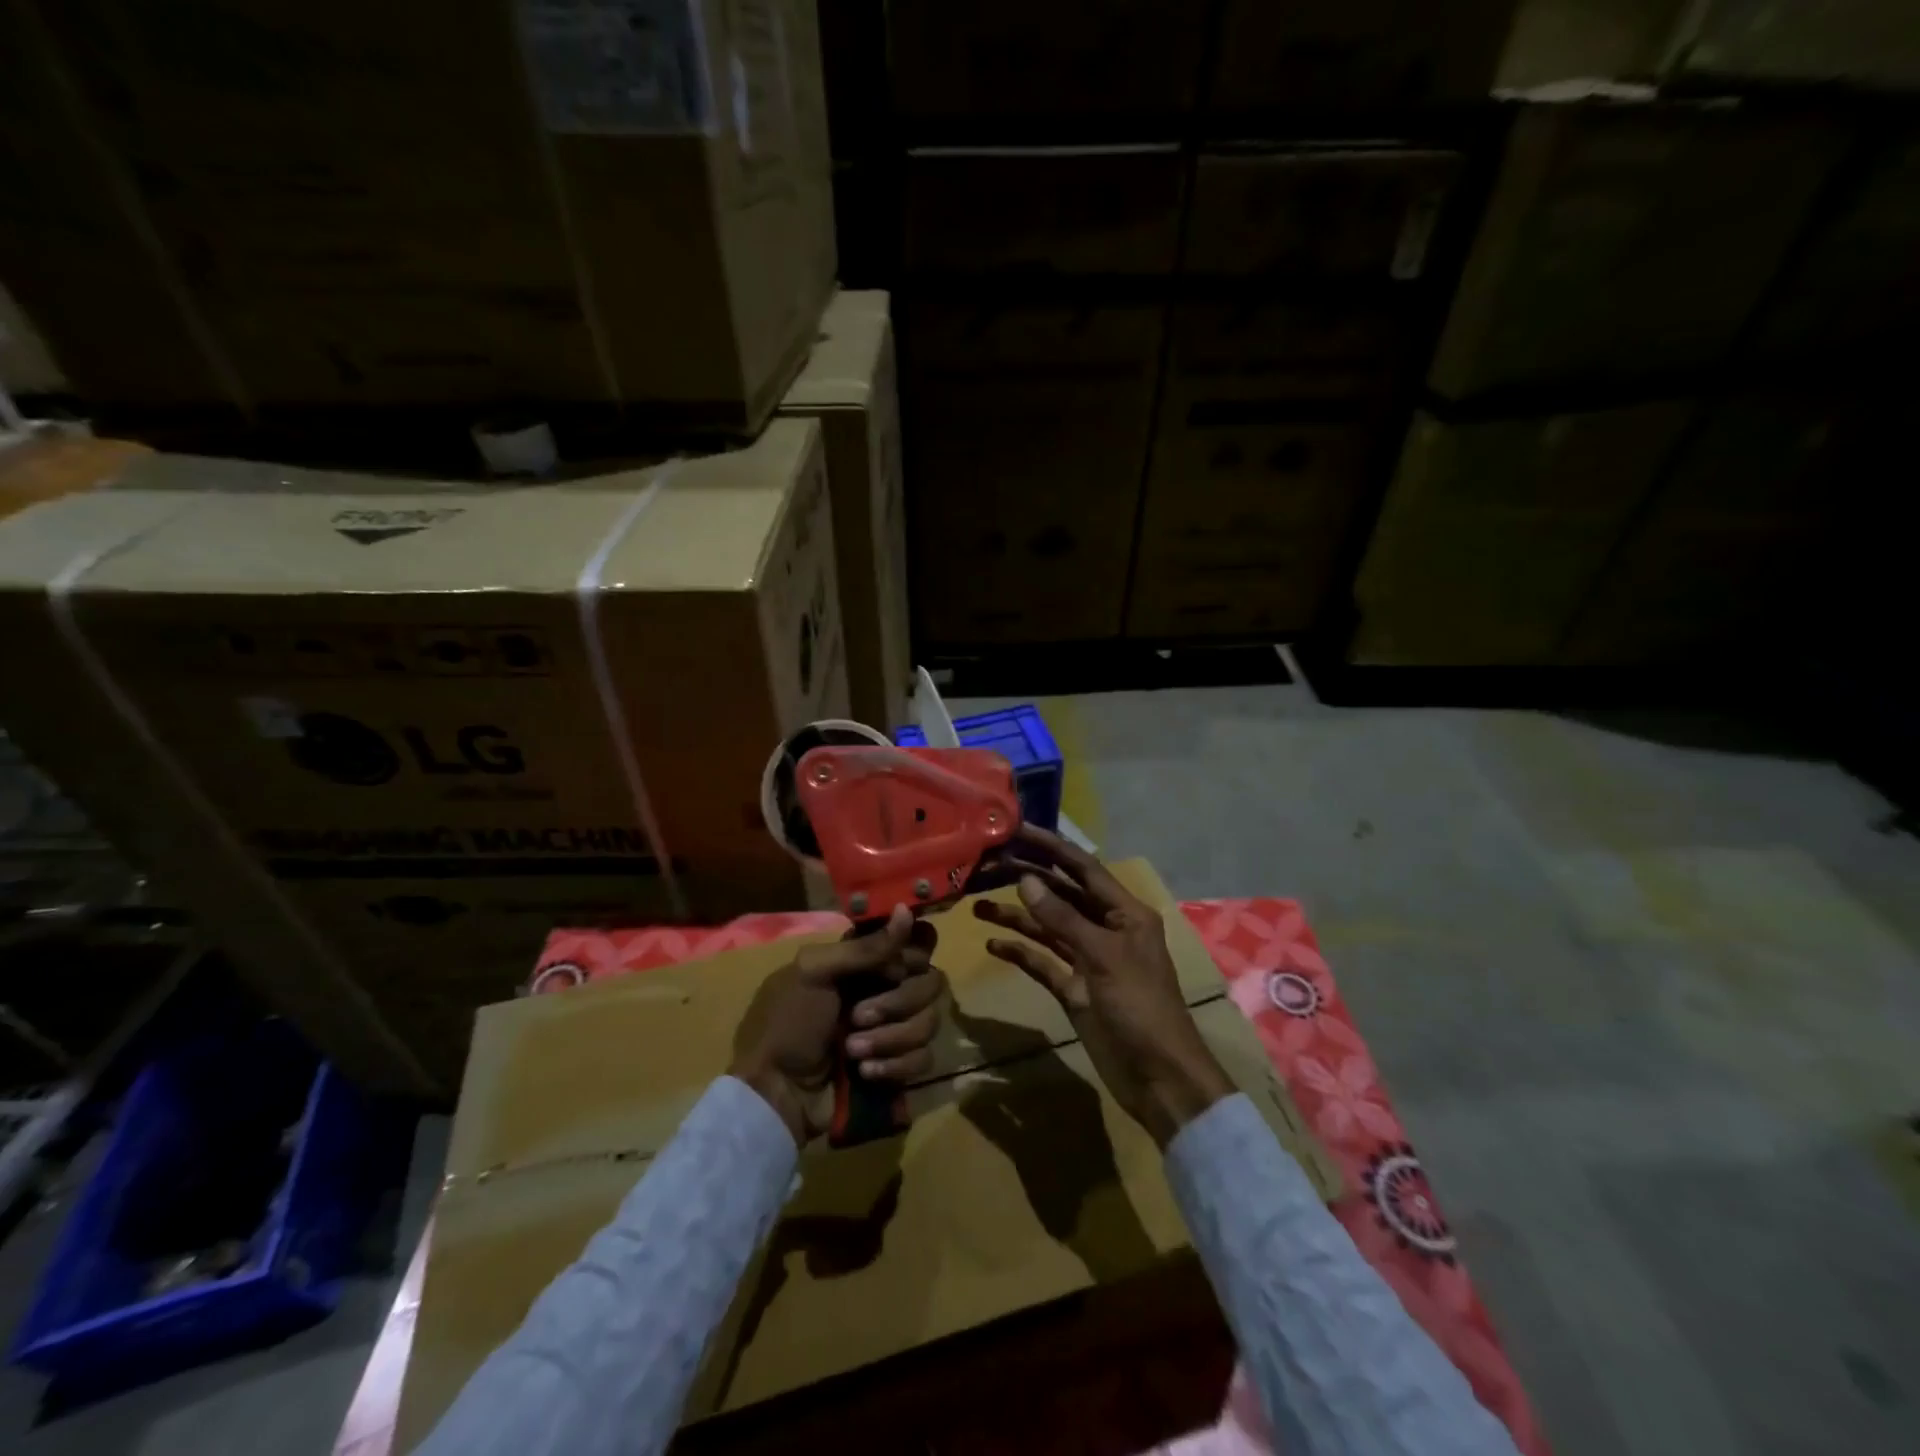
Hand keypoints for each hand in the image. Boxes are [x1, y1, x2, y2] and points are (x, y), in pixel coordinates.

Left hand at [730, 906, 946, 1145]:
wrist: (776, 1092)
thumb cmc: (788, 1023)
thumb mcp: (815, 973)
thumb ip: (866, 947)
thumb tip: (907, 909)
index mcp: (867, 961)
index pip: (919, 942)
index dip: (914, 954)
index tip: (895, 968)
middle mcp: (887, 989)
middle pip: (930, 982)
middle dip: (896, 1002)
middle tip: (857, 1016)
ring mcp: (895, 1028)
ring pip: (929, 1021)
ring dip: (890, 1038)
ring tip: (852, 1050)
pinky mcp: (899, 1066)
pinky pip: (924, 1058)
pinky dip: (895, 1066)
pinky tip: (865, 1072)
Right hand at [973, 828, 1232, 1146]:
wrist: (1159, 1078)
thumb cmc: (1140, 1007)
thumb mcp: (1103, 957)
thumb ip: (1062, 919)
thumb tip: (1026, 880)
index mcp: (1124, 912)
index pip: (1082, 868)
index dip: (1050, 847)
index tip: (1016, 828)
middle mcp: (1105, 928)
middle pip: (1061, 894)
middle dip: (1027, 877)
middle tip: (986, 862)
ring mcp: (1088, 959)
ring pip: (1047, 927)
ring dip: (1017, 915)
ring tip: (976, 904)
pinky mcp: (1075, 989)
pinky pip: (1043, 962)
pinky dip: (1020, 952)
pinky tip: (992, 945)